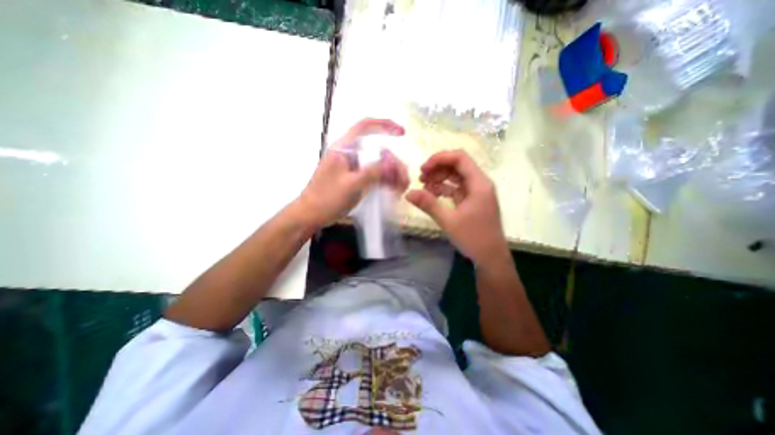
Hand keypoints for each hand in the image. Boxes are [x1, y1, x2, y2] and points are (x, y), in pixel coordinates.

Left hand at [297, 119, 406, 227]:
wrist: (311, 215)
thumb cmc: (326, 198)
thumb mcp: (350, 185)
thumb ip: (372, 172)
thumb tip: (392, 163)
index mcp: (344, 148)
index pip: (365, 126)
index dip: (384, 125)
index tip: (401, 133)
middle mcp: (350, 154)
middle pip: (376, 149)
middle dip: (393, 161)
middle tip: (403, 176)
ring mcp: (353, 167)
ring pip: (377, 163)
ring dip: (391, 173)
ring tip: (401, 186)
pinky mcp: (355, 178)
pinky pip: (374, 175)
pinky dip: (385, 180)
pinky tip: (393, 189)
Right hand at [406, 149, 510, 264]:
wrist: (491, 258)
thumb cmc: (473, 238)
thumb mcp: (448, 221)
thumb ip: (428, 204)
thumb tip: (408, 193)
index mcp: (479, 183)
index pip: (460, 158)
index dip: (439, 158)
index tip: (423, 169)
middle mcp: (480, 183)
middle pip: (457, 165)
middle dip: (438, 168)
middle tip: (421, 178)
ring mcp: (477, 192)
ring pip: (456, 176)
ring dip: (440, 178)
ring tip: (424, 186)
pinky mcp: (473, 201)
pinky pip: (457, 188)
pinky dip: (444, 189)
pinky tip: (432, 194)